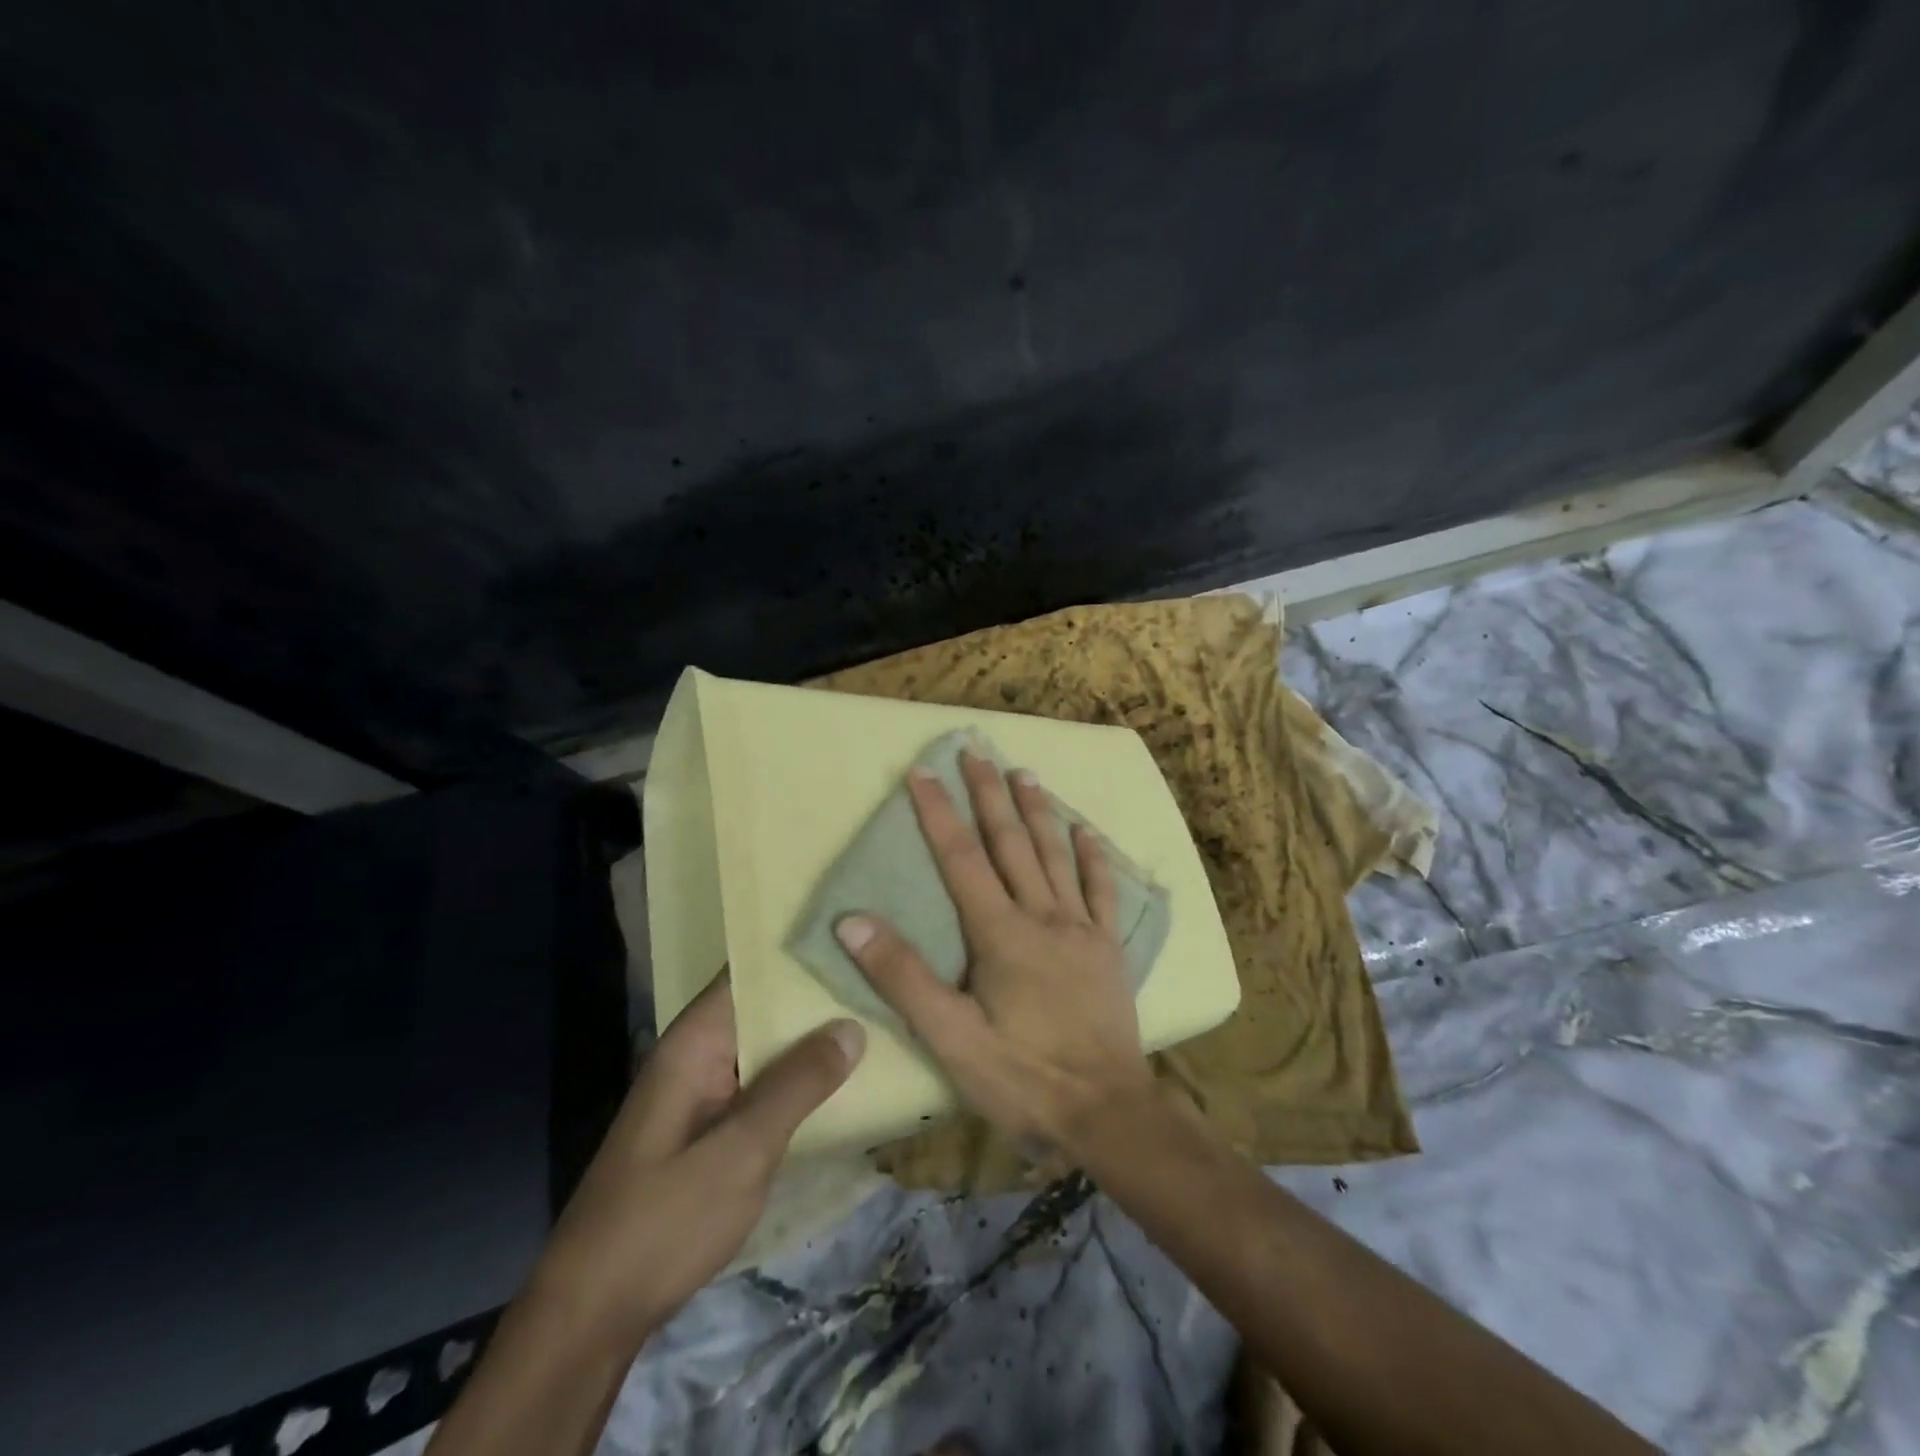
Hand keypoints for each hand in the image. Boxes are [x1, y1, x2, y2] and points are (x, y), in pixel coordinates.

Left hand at [531, 976, 863, 1349]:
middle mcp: (699, 1055)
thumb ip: (797, 1085)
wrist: (592, 1317)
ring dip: (815, 1038)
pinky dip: (802, 1078)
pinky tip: (848, 1078)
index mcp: (695, 1042)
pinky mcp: (713, 1128)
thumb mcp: (741, 1151)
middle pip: (765, 1006)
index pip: (750, 971)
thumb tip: (851, 1025)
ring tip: (882, 1015)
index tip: (857, 932)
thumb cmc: (663, 1222)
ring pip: (769, 1047)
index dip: (800, 949)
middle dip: (819, 994)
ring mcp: (705, 1093)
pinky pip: (765, 1085)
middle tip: (886, 977)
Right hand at [834, 751, 1153, 1151]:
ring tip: (1024, 773)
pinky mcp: (1108, 948)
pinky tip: (1086, 831)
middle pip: (1011, 843)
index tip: (922, 771)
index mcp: (1001, 934)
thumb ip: (903, 977)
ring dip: (1038, 811)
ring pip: (1056, 855)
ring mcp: (1081, 929)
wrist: (1107, 1113)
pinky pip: (1102, 891)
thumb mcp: (950, 1038)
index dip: (938, 814)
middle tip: (976, 751)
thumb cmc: (1023, 1077)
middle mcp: (1043, 916)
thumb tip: (853, 921)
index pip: (961, 859)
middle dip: (988, 795)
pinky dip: (1093, 858)